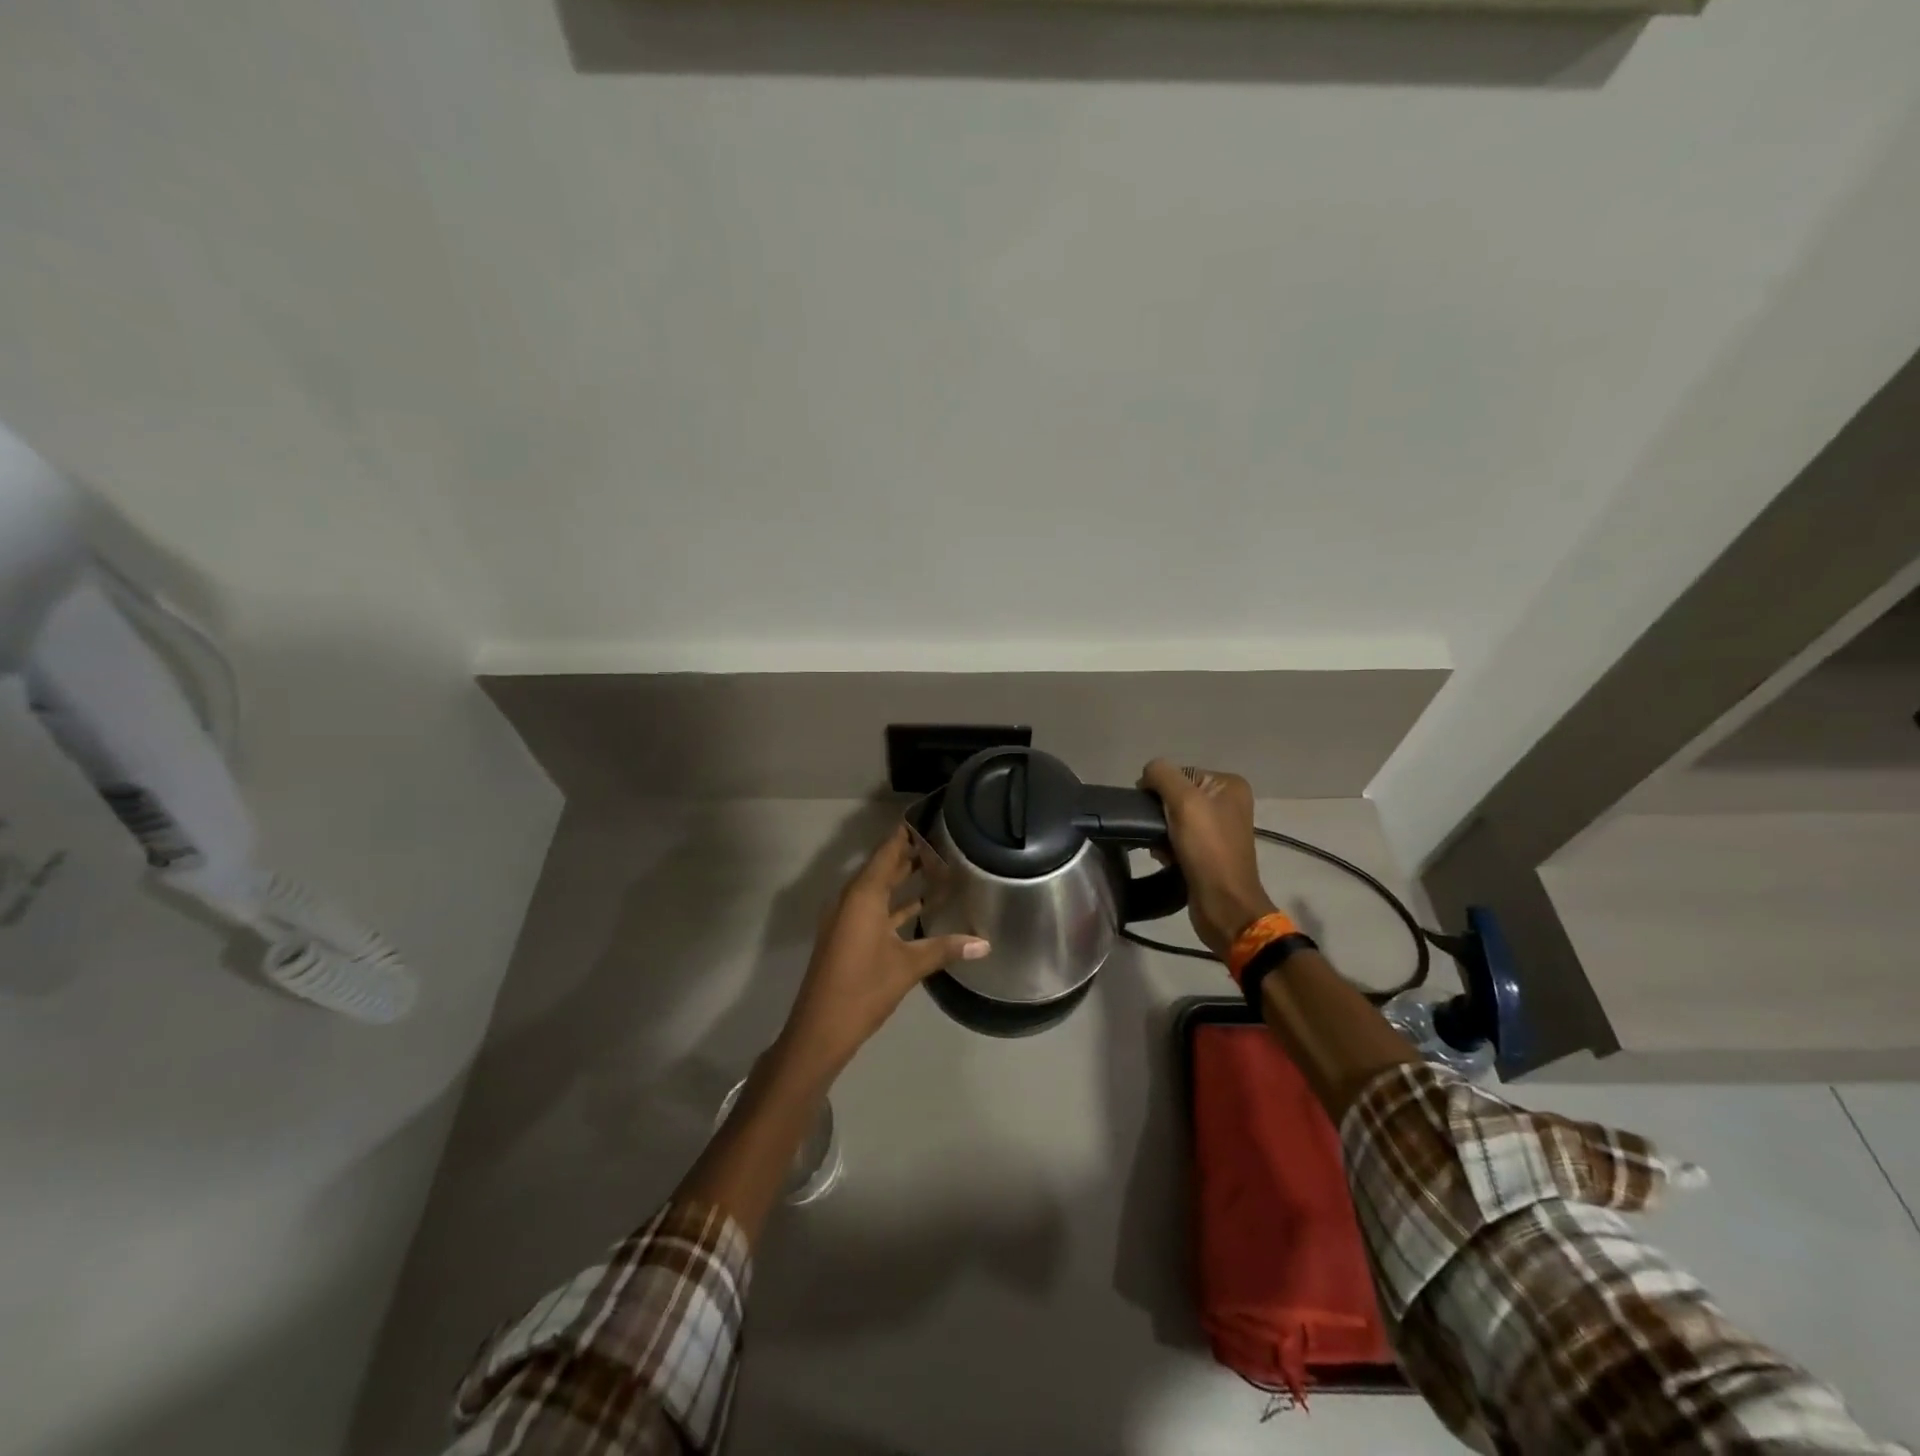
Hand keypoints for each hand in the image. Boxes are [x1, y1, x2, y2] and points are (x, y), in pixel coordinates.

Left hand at [778, 825, 989, 1076]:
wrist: (820, 1030)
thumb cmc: (863, 989)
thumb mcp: (908, 966)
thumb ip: (945, 949)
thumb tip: (986, 943)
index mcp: (863, 895)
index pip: (887, 851)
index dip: (906, 833)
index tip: (929, 816)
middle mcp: (853, 899)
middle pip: (883, 866)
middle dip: (911, 852)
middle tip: (944, 838)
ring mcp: (848, 918)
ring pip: (881, 888)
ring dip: (905, 878)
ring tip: (939, 864)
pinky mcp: (850, 936)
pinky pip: (876, 907)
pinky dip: (897, 902)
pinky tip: (922, 904)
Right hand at [1140, 759, 1276, 958]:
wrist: (1223, 904)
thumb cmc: (1207, 849)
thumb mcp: (1184, 801)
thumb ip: (1162, 775)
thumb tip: (1147, 774)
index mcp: (1228, 785)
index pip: (1179, 773)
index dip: (1159, 788)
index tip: (1150, 810)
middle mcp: (1227, 803)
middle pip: (1175, 795)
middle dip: (1159, 813)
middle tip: (1154, 831)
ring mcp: (1219, 829)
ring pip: (1173, 818)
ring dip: (1160, 832)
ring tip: (1159, 849)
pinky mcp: (1208, 852)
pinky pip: (1177, 838)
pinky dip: (1166, 847)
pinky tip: (1164, 858)